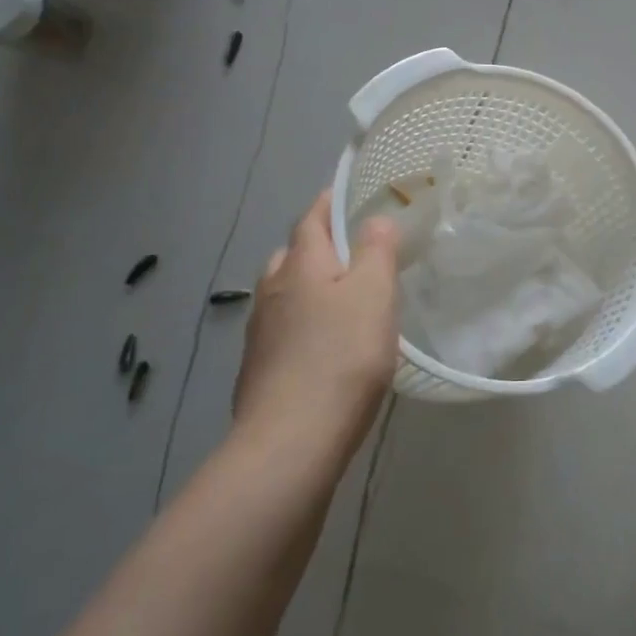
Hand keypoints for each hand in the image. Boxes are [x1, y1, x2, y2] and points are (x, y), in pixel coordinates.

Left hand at [233, 192, 400, 444]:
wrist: (291, 440)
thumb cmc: (342, 356)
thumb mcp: (374, 293)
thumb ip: (376, 250)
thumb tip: (375, 219)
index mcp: (301, 265)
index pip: (312, 219)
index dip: (329, 203)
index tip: (347, 195)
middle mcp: (273, 290)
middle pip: (293, 255)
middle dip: (319, 247)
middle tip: (354, 254)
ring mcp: (260, 332)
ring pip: (286, 294)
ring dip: (309, 288)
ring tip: (342, 301)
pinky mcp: (258, 370)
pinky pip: (283, 330)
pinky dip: (303, 325)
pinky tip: (323, 348)